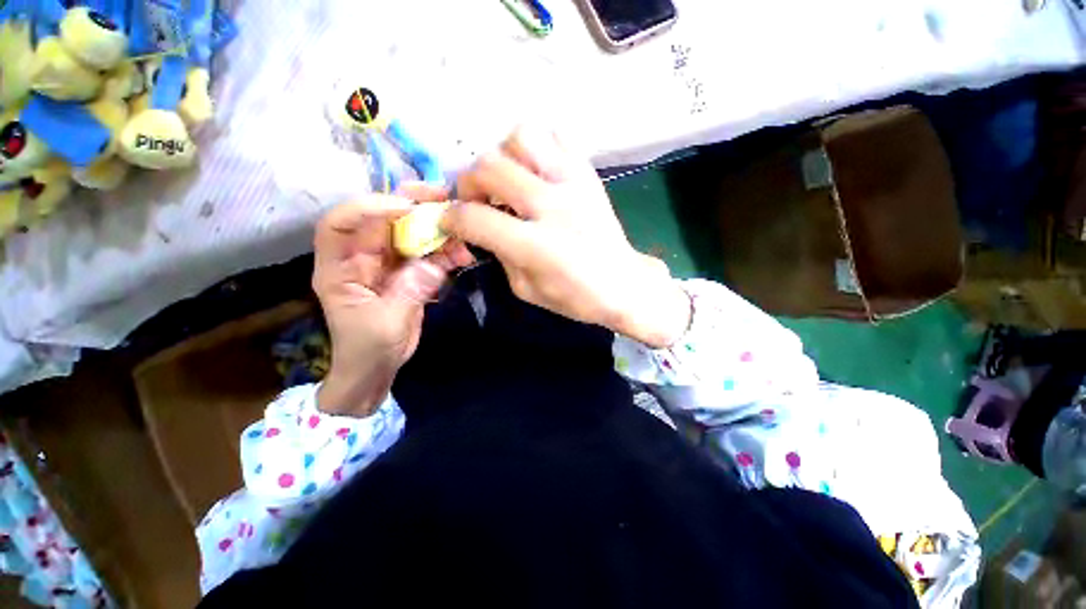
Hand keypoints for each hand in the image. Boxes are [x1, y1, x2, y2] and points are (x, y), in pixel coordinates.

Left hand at [313, 185, 471, 416]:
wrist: (377, 368)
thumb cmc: (367, 350)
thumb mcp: (385, 324)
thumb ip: (409, 292)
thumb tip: (434, 264)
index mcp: (340, 268)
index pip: (340, 224)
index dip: (368, 208)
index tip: (405, 208)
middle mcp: (362, 258)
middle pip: (382, 219)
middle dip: (412, 204)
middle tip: (443, 196)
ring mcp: (389, 264)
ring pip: (411, 234)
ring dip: (437, 230)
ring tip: (462, 234)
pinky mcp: (410, 273)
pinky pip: (428, 254)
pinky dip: (446, 252)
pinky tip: (462, 255)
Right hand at [442, 126, 690, 347]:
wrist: (623, 283)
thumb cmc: (574, 296)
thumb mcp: (525, 289)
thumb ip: (498, 254)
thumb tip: (481, 228)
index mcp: (534, 245)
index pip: (475, 218)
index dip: (451, 219)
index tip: (450, 222)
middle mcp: (551, 205)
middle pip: (490, 168)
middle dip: (468, 183)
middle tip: (476, 200)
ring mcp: (573, 183)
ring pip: (521, 137)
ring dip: (503, 156)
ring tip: (508, 180)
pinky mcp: (588, 173)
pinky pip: (556, 135)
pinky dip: (537, 147)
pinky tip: (536, 171)